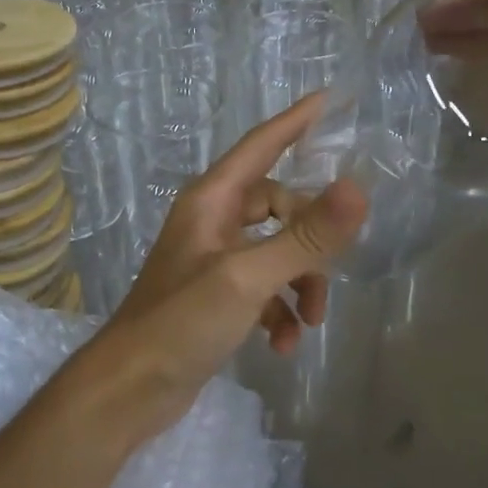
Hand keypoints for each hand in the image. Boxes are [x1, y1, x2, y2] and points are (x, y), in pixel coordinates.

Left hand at [80, 95, 366, 441]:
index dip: (294, 121)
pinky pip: (263, 288)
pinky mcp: (217, 296)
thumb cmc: (182, 322)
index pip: (261, 145)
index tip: (328, 99)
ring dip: (300, 283)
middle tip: (328, 269)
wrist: (129, 389)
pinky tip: (282, 345)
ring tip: (310, 321)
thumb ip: (304, 237)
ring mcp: (214, 259)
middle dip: (310, 239)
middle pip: (279, 205)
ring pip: (276, 251)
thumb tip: (358, 189)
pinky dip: (279, 311)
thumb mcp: (248, 277)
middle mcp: (212, 221)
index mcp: (212, 200)